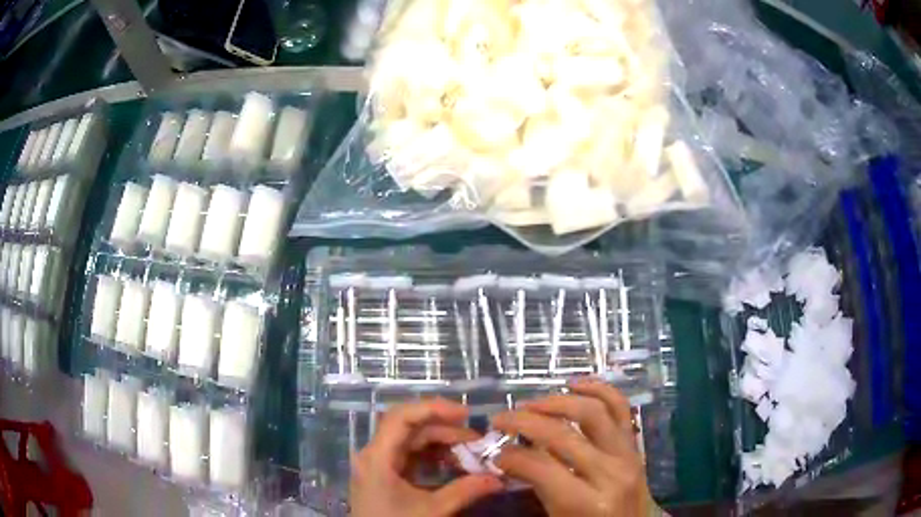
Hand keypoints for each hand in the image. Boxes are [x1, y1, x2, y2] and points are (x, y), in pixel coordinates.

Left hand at [350, 398, 503, 516]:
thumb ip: (465, 491)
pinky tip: (452, 463)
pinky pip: (409, 455)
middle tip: (476, 439)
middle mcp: (374, 454)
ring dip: (440, 442)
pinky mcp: (384, 474)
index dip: (433, 408)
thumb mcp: (432, 511)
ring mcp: (378, 464)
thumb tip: (499, 479)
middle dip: (444, 429)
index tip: (465, 413)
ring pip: (410, 440)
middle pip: (408, 427)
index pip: (401, 417)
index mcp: (377, 457)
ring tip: (469, 452)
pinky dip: (432, 456)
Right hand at [491, 380, 652, 516]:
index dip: (512, 457)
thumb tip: (508, 460)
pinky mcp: (635, 445)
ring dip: (557, 402)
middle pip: (563, 435)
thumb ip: (537, 489)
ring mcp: (627, 454)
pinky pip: (620, 408)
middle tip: (501, 420)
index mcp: (588, 503)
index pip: (542, 468)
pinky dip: (598, 389)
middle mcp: (611, 473)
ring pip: (593, 412)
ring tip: (531, 404)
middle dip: (524, 422)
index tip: (495, 454)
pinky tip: (574, 385)